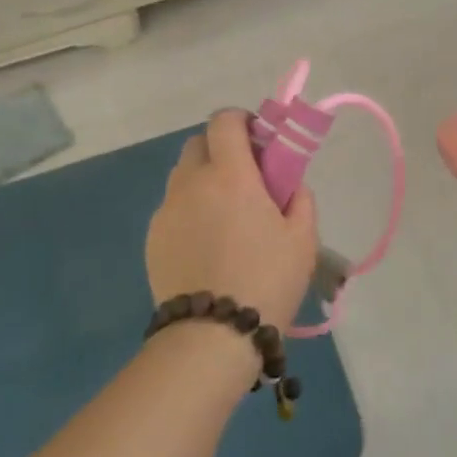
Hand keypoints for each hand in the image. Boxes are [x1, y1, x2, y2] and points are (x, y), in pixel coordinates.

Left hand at [146, 110, 317, 330]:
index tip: (259, 139)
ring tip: (225, 215)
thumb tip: (289, 184)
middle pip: (198, 143)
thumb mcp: (303, 239)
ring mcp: (167, 211)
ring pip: (183, 176)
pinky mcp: (153, 238)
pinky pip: (173, 208)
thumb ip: (299, 199)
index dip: (241, 120)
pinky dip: (190, 210)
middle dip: (221, 149)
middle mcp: (191, 183)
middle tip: (246, 178)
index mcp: (230, 175)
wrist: (212, 336)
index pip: (224, 121)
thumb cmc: (266, 281)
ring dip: (204, 179)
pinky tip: (206, 244)